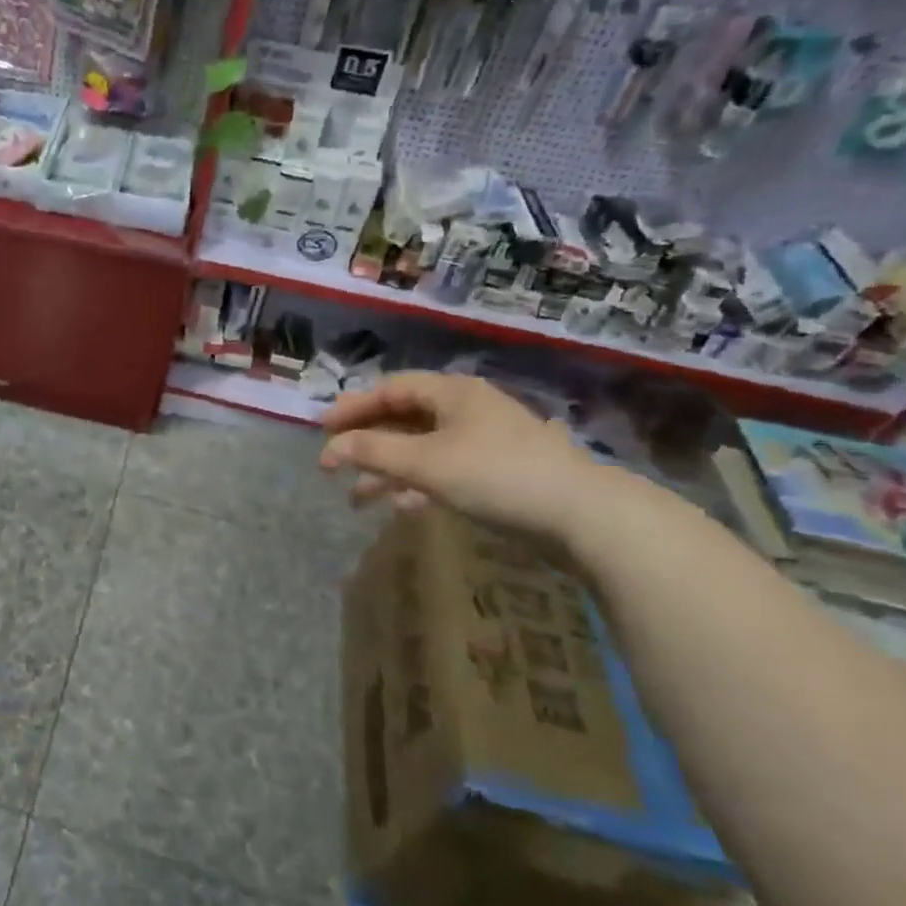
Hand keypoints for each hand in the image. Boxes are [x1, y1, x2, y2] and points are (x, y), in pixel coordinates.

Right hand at [319, 372, 601, 539]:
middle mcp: (466, 409)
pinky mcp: (497, 471)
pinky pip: (443, 469)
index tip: (321, 429)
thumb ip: (373, 452)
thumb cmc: (496, 475)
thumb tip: (330, 448)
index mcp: (451, 393)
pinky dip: (418, 484)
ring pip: (421, 448)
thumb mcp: (426, 462)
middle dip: (366, 443)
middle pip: (402, 418)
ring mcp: (484, 441)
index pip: (389, 389)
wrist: (584, 516)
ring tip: (358, 497)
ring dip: (387, 469)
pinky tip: (404, 506)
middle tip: (333, 462)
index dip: (352, 407)